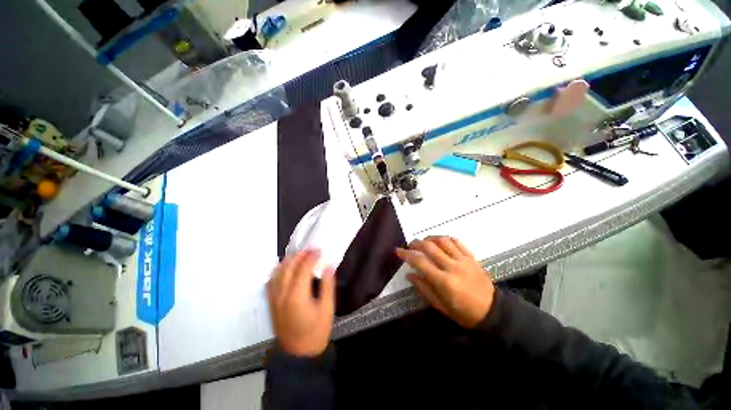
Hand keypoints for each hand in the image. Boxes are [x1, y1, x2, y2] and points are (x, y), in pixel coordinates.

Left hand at [267, 250, 335, 356]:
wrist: (298, 355)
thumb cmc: (316, 332)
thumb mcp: (327, 309)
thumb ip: (327, 286)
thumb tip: (329, 267)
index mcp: (297, 296)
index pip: (302, 268)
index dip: (311, 256)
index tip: (319, 250)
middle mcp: (282, 294)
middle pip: (287, 267)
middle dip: (299, 255)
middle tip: (310, 249)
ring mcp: (274, 299)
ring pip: (277, 272)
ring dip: (288, 261)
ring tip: (300, 255)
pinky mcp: (271, 303)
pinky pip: (271, 281)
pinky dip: (278, 271)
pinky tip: (286, 269)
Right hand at [396, 237, 494, 328]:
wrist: (493, 312)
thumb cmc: (464, 313)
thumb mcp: (441, 306)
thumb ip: (424, 289)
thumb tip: (410, 275)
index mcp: (444, 282)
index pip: (420, 262)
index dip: (406, 255)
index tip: (398, 251)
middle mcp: (453, 267)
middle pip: (430, 247)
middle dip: (416, 243)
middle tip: (410, 245)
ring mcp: (464, 260)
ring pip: (443, 241)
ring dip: (430, 238)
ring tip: (424, 242)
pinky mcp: (472, 257)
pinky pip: (457, 242)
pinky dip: (445, 239)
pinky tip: (440, 241)